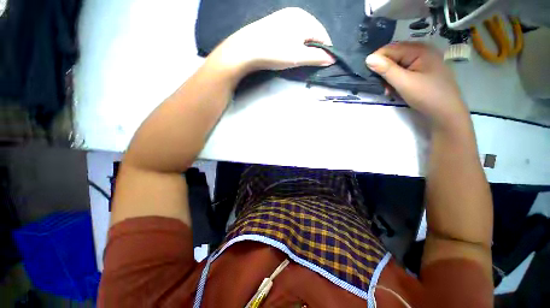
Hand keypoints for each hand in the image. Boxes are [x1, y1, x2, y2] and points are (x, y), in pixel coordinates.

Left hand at [209, 8, 334, 72]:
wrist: (246, 49)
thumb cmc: (275, 52)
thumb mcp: (298, 57)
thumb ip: (317, 58)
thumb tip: (332, 59)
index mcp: (305, 18)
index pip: (323, 35)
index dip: (326, 50)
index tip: (323, 63)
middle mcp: (296, 13)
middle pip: (313, 33)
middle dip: (314, 49)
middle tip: (310, 63)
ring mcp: (284, 16)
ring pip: (302, 33)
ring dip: (304, 46)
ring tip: (300, 58)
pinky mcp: (275, 23)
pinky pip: (292, 33)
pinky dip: (295, 43)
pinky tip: (289, 50)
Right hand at [365, 42, 468, 127]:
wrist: (446, 113)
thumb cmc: (427, 96)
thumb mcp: (404, 83)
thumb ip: (386, 70)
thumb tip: (368, 58)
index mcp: (419, 49)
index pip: (390, 49)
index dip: (377, 60)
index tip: (368, 75)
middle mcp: (422, 51)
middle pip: (394, 56)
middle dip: (383, 71)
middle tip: (381, 86)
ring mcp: (423, 61)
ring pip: (397, 65)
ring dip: (389, 77)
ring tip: (389, 90)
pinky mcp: (422, 71)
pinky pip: (403, 71)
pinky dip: (396, 80)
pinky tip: (396, 89)